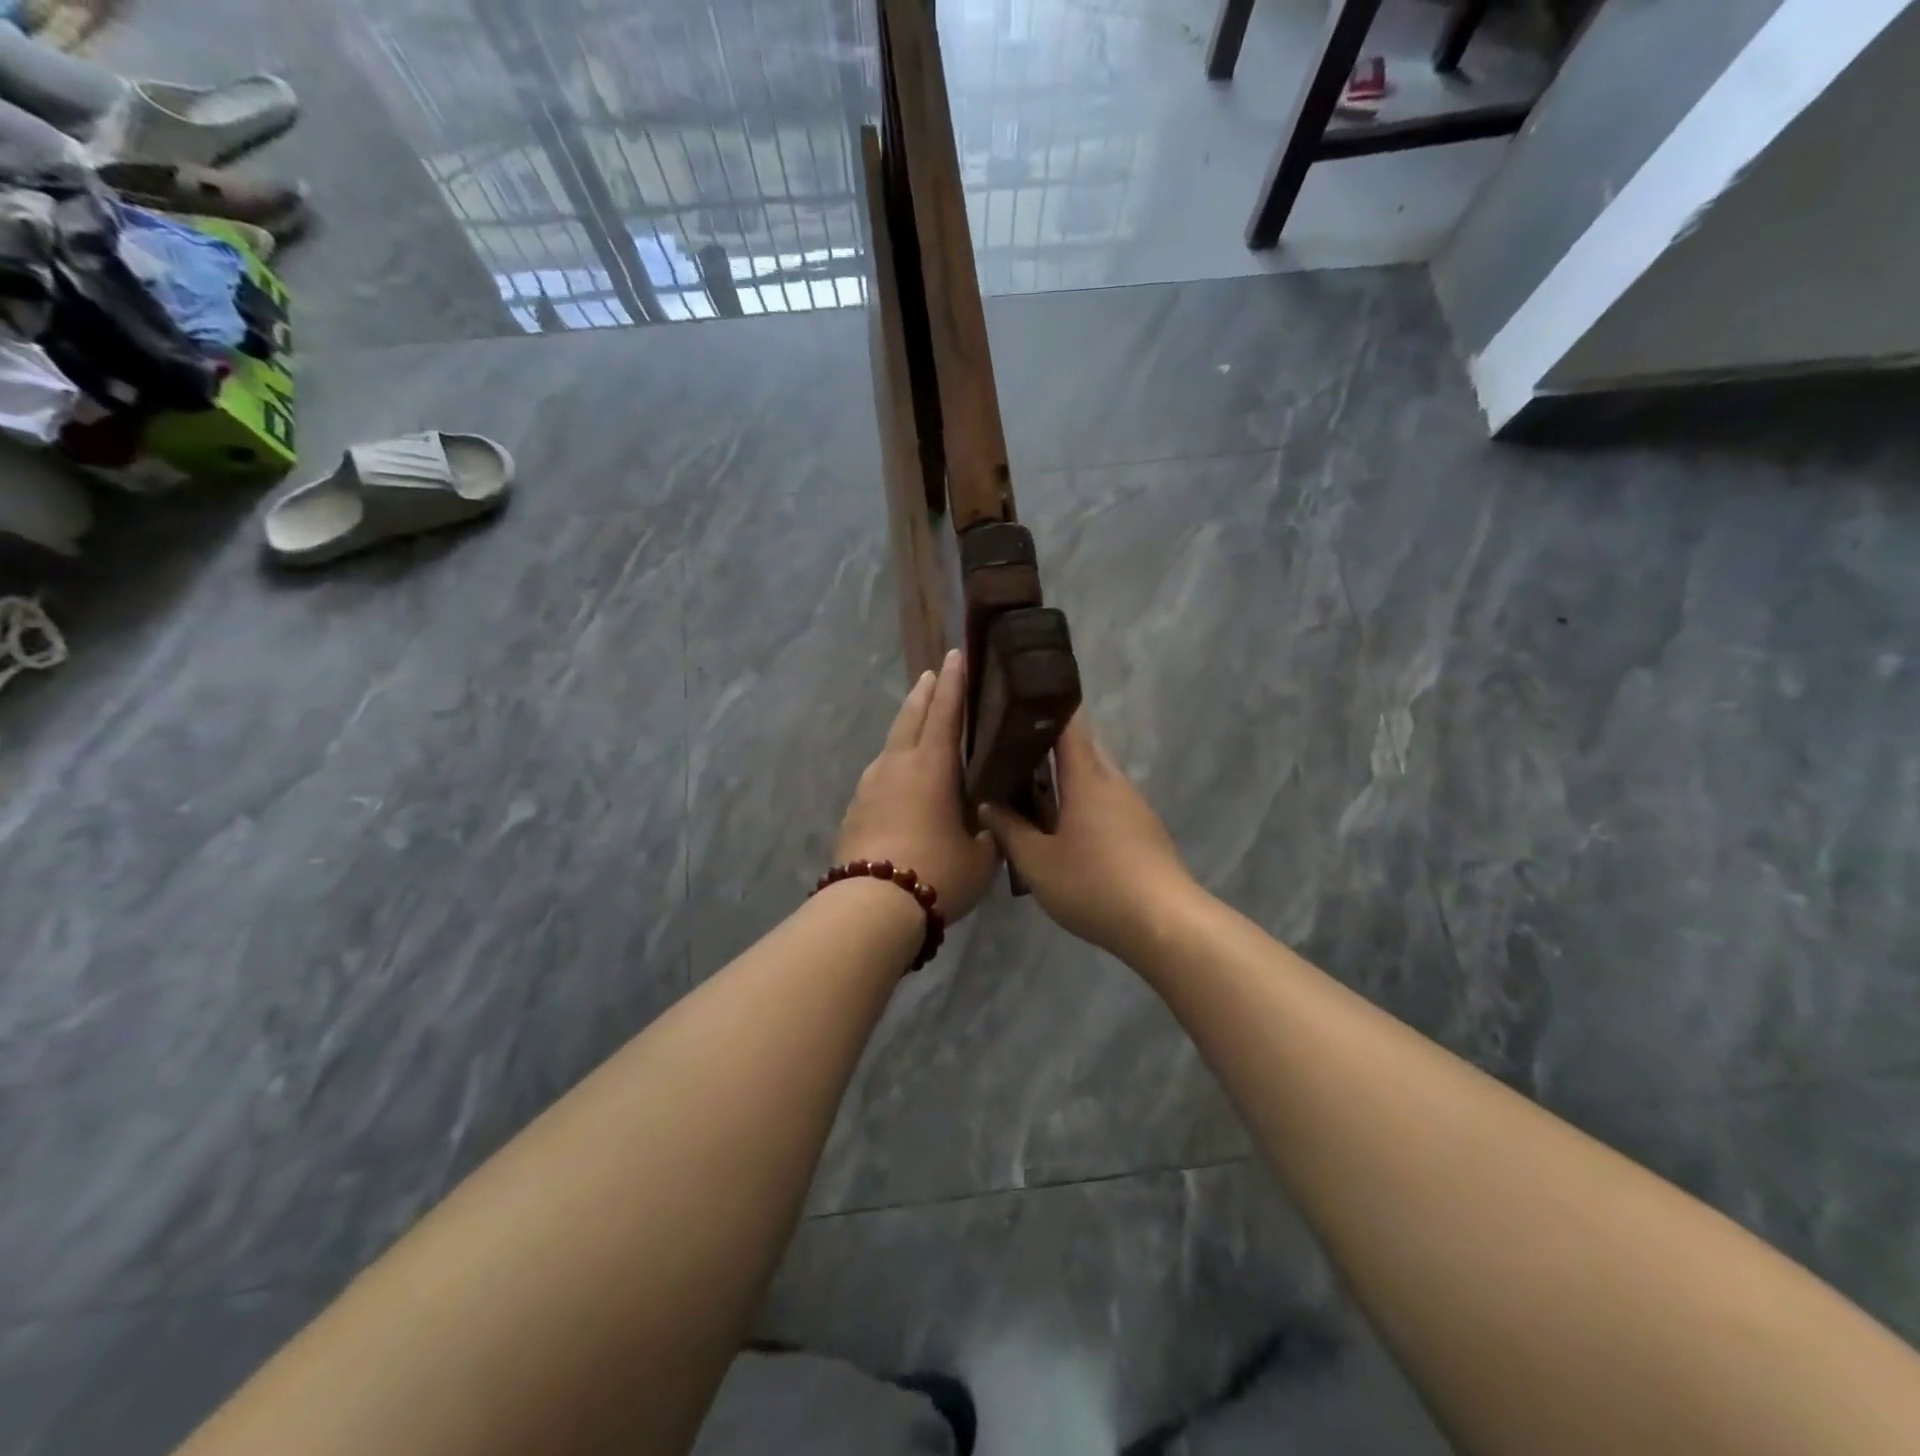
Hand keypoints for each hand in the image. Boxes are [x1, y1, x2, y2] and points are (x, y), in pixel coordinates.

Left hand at [836, 650, 999, 921]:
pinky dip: (894, 762)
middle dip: (924, 693)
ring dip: (906, 726)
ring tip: (919, 723)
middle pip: (910, 716)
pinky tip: (900, 778)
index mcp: (931, 766)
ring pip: (891, 743)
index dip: (953, 682)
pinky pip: (880, 773)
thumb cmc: (937, 872)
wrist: (871, 906)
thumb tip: (992, 820)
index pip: (945, 711)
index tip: (956, 655)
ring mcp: (870, 784)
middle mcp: (897, 764)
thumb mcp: (981, 856)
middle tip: (933, 674)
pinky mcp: (855, 808)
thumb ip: (990, 831)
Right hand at [978, 713, 1197, 956]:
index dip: (1047, 701)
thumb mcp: (1037, 863)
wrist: (1164, 923)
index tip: (1020, 692)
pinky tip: (1063, 825)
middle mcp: (1113, 781)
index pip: (1069, 721)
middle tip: (1010, 750)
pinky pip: (1106, 800)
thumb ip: (1009, 830)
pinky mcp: (1143, 829)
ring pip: (1094, 775)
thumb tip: (988, 803)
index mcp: (1087, 777)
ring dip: (1065, 776)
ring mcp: (1133, 805)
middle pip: (1081, 746)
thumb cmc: (1095, 885)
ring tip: (1029, 788)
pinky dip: (1082, 800)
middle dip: (1047, 743)